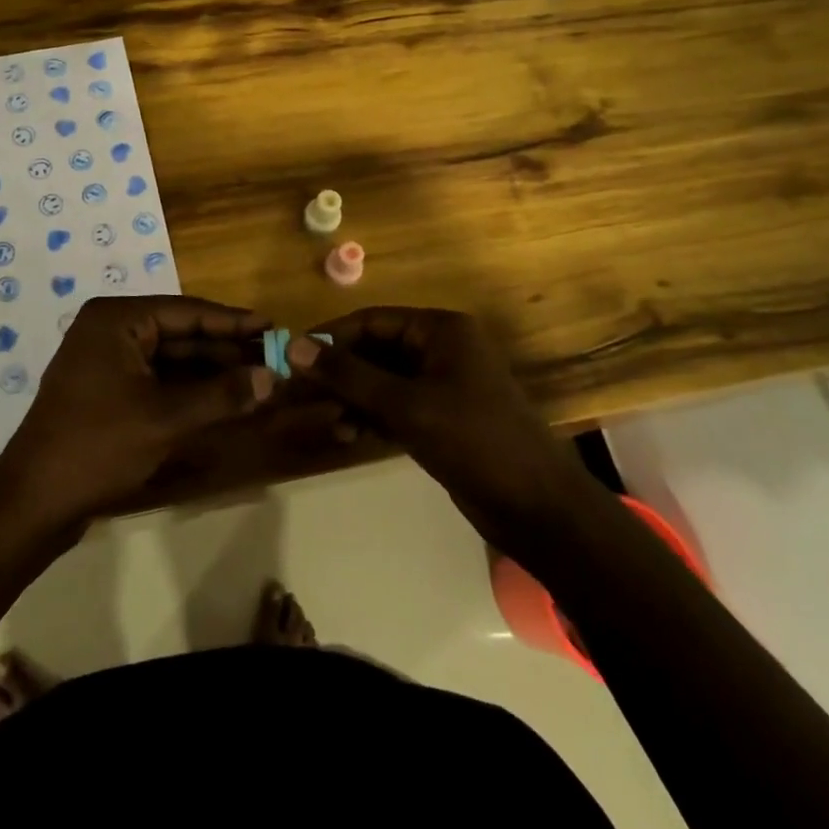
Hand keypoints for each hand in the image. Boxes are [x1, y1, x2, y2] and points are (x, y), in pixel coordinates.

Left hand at [0, 296, 273, 527]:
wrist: (33, 503)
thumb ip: (222, 395)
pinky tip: (222, 398)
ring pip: (171, 358)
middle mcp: (110, 330)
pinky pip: (156, 379)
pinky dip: (189, 389)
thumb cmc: (98, 446)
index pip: (187, 312)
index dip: (232, 321)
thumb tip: (272, 378)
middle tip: (271, 356)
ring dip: (210, 372)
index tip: (272, 326)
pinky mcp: (106, 390)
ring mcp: (105, 361)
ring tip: (257, 378)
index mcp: (116, 320)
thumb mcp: (166, 419)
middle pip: (180, 333)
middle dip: (224, 350)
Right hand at [286, 307, 589, 553]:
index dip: (331, 336)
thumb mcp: (407, 405)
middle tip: (298, 395)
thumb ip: (349, 375)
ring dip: (351, 399)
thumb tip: (294, 347)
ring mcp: (441, 384)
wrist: (538, 508)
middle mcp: (440, 349)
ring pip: (381, 381)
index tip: (291, 357)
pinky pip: (394, 406)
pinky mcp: (440, 417)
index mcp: (441, 330)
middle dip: (339, 374)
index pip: (372, 320)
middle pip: (375, 350)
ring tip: (326, 424)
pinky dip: (370, 417)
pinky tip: (346, 436)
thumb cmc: (474, 441)